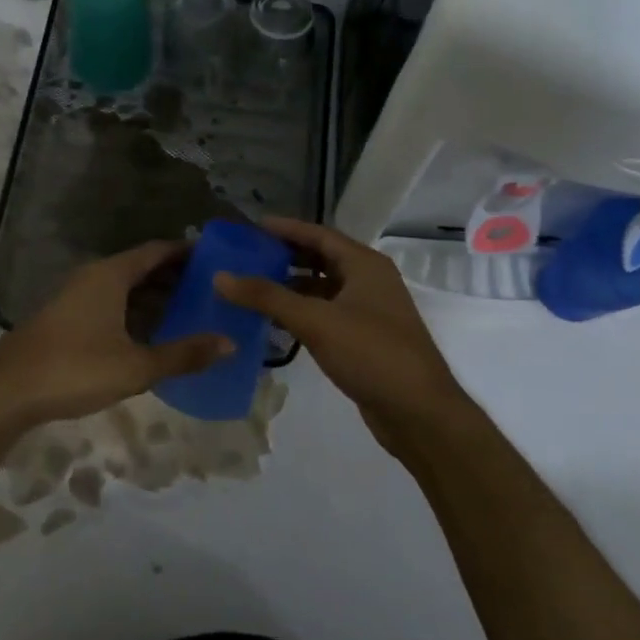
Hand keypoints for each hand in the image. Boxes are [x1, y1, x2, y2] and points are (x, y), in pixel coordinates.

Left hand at [0, 241, 232, 428]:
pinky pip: (109, 303)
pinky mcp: (65, 318)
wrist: (5, 392)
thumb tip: (229, 343)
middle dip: (174, 276)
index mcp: (111, 275)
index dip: (187, 252)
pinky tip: (148, 334)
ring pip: (123, 287)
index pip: (157, 251)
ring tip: (187, 311)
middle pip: (141, 267)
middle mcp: (93, 277)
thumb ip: (183, 354)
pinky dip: (133, 311)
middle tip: (210, 289)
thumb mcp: (136, 366)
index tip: (216, 258)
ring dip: (153, 296)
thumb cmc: (74, 369)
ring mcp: (75, 297)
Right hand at [214, 217, 467, 451]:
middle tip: (246, 256)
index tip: (251, 227)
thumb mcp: (316, 321)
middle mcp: (369, 280)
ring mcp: (368, 310)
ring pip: (322, 289)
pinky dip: (301, 313)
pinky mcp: (363, 338)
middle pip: (320, 258)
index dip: (285, 229)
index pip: (319, 234)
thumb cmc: (371, 353)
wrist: (418, 412)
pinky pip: (326, 314)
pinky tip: (274, 322)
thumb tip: (221, 276)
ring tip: (251, 287)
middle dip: (284, 256)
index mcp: (365, 264)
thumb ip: (267, 297)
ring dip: (290, 287)